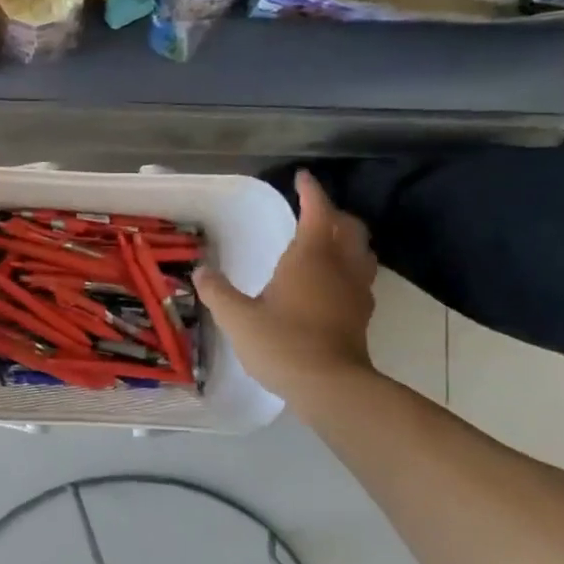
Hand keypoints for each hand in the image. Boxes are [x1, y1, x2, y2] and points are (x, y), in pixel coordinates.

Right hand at [195, 170, 377, 399]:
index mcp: (310, 257)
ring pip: (362, 252)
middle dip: (334, 214)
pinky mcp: (362, 315)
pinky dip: (349, 269)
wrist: (329, 386)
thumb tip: (201, 271)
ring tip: (328, 245)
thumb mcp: (237, 318)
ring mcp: (357, 291)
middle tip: (314, 213)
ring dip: (348, 241)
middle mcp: (340, 266)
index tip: (302, 178)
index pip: (317, 211)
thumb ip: (218, 292)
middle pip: (350, 228)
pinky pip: (361, 278)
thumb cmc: (282, 343)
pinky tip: (332, 284)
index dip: (311, 191)